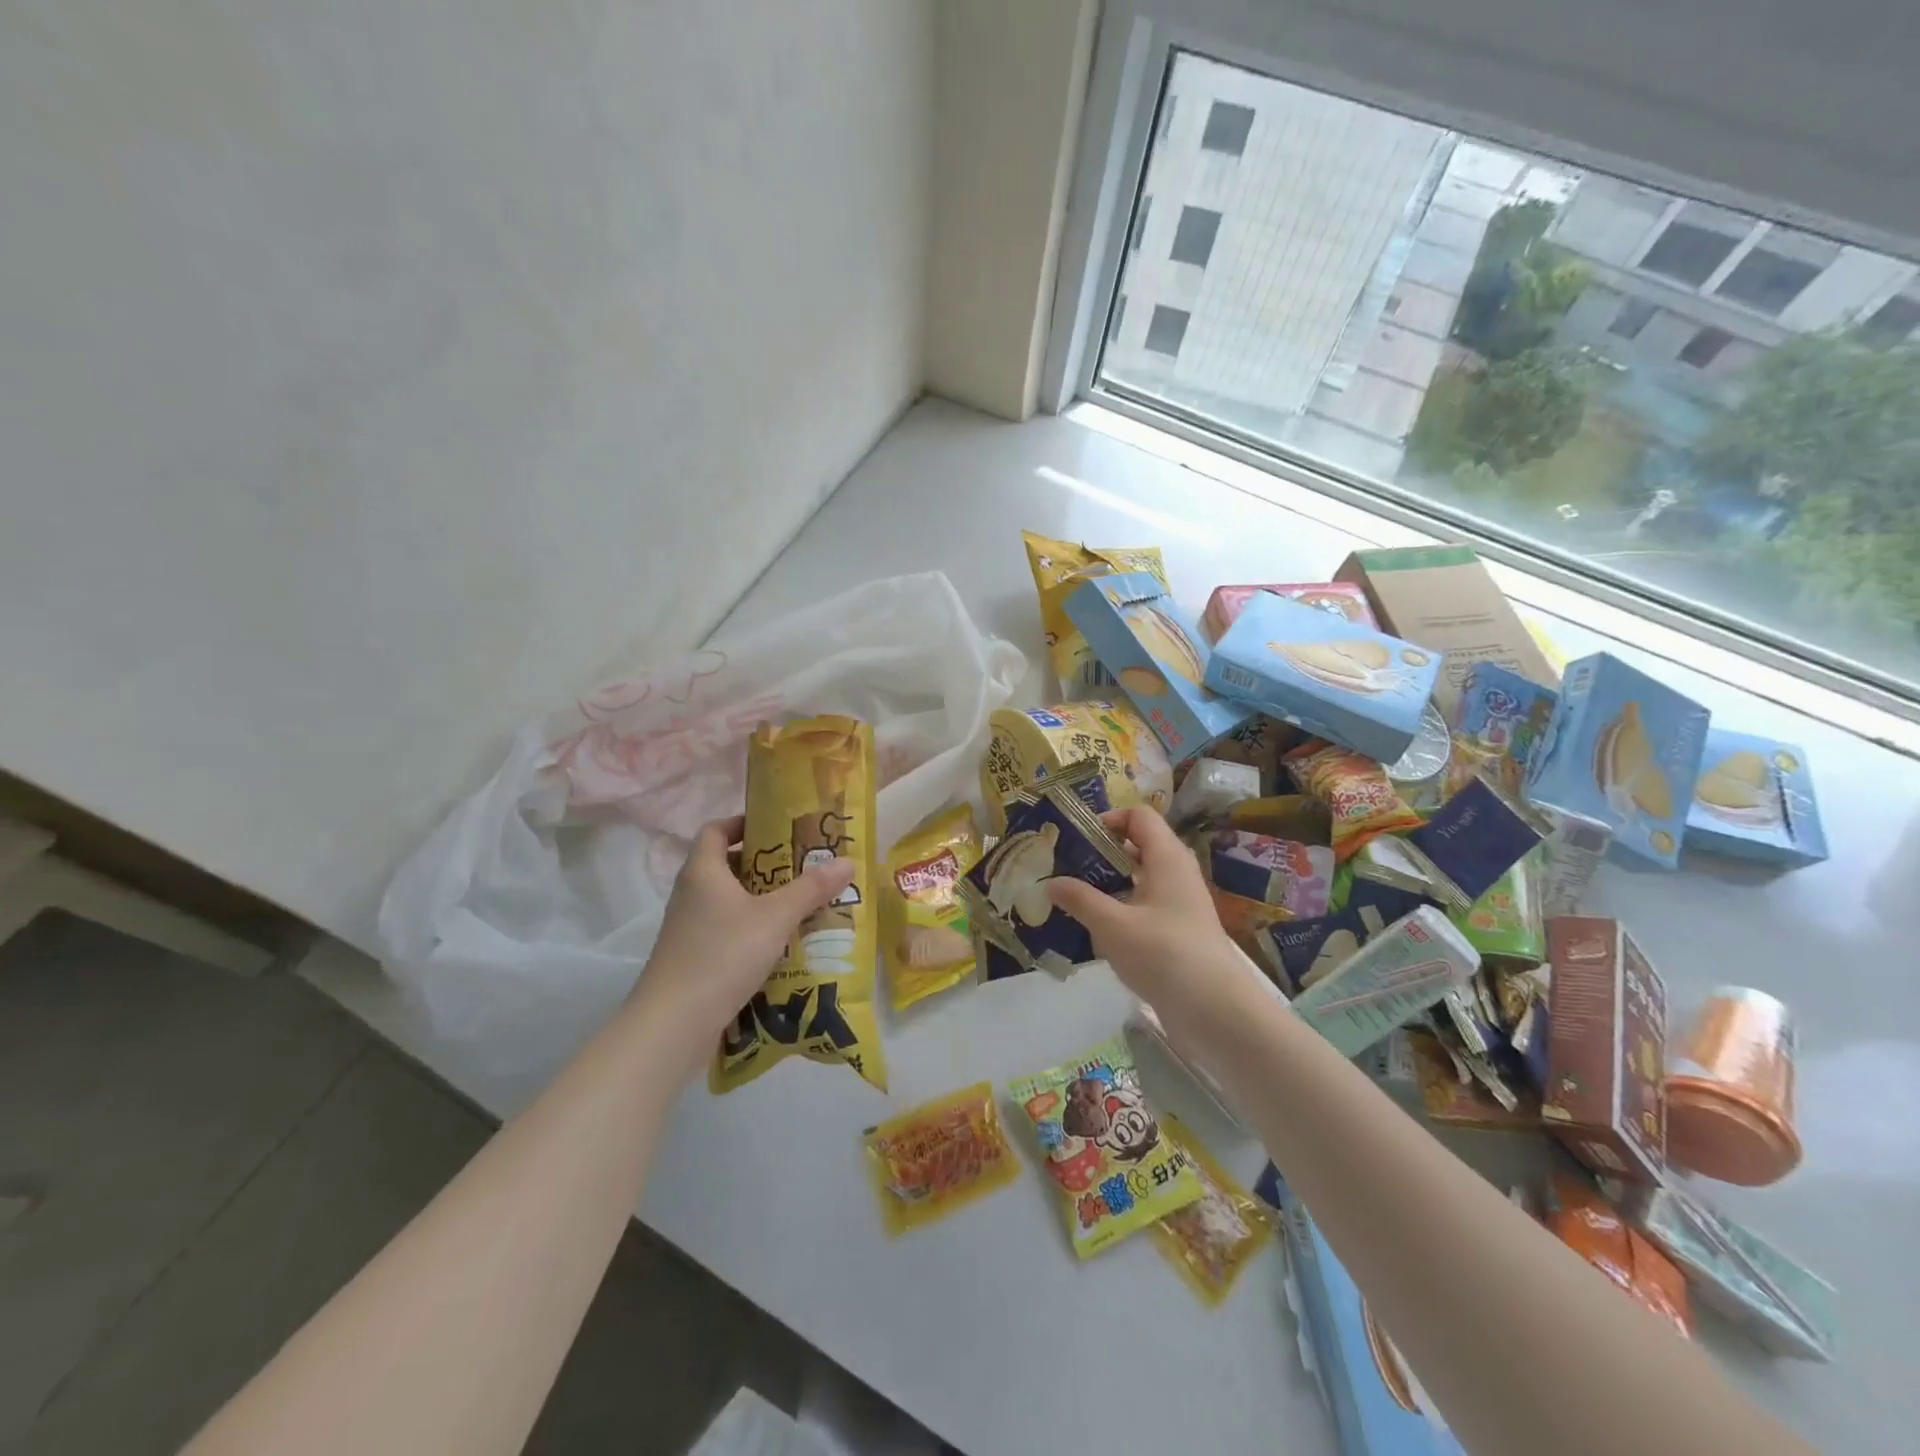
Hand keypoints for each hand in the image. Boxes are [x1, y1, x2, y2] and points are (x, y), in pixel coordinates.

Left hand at [627, 816, 854, 1076]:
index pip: (716, 830)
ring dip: (761, 900)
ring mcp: (689, 928)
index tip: (777, 827)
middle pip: (726, 865)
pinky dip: (753, 930)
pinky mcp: (693, 958)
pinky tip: (782, 945)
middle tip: (802, 867)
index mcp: (702, 871)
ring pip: (729, 901)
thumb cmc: (723, 955)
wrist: (673, 1024)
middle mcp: (691, 894)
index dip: (743, 823)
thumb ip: (811, 889)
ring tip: (801, 904)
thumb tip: (847, 861)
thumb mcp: (775, 917)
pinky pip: (727, 931)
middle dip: (765, 864)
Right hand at [1044, 807, 1258, 1036]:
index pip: (1138, 816)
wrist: (1216, 1012)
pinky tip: (1095, 931)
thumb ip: (1079, 899)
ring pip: (1139, 880)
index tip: (1075, 839)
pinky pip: (1144, 908)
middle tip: (1064, 868)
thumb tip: (1049, 882)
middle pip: (1137, 846)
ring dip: (1107, 885)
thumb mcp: (1112, 925)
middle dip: (1100, 854)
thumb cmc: (1164, 954)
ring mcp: (1180, 904)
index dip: (1107, 819)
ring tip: (1072, 899)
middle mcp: (1176, 873)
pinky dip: (1120, 911)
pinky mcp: (1178, 932)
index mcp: (1167, 857)